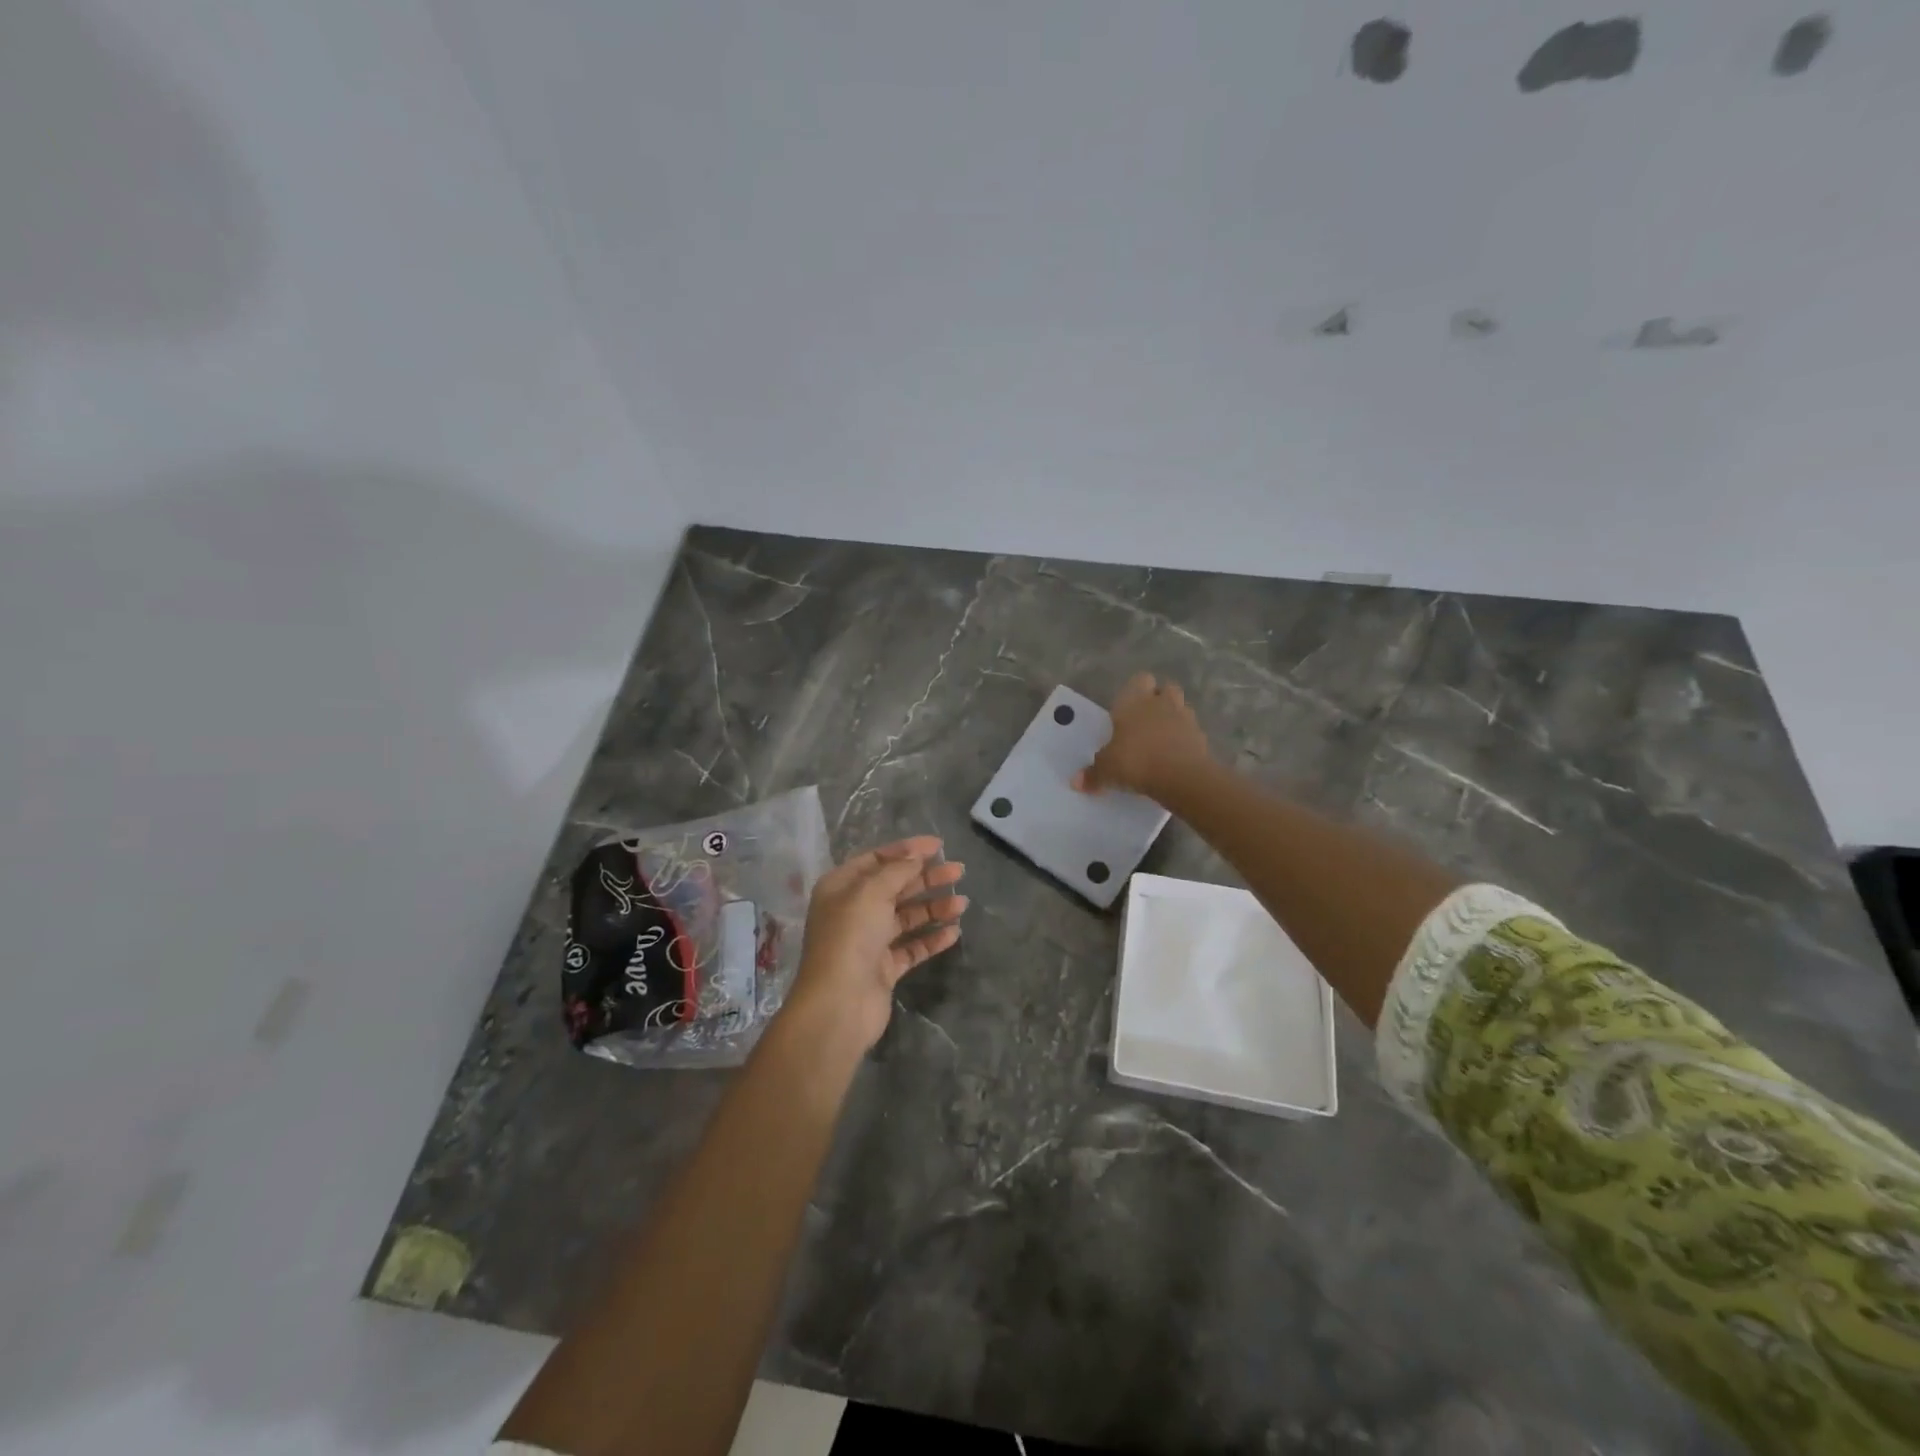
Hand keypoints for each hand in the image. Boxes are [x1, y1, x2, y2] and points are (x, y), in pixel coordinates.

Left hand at [784, 836, 966, 1054]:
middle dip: (926, 878)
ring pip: (906, 917)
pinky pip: (912, 947)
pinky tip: (953, 932)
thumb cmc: (850, 937)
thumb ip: (897, 870)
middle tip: (958, 872)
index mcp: (841, 887)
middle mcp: (853, 911)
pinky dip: (931, 938)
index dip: (907, 850)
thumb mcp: (872, 892)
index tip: (939, 846)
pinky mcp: (884, 968)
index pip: (877, 859)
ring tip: (963, 903)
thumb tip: (916, 857)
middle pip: (895, 887)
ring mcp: (869, 941)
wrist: (839, 1004)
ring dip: (934, 907)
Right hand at [1073, 672, 1211, 801]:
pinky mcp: (1201, 738)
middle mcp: (1161, 703)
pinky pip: (1191, 733)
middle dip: (1158, 700)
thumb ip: (1092, 774)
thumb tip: (1076, 782)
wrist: (1180, 776)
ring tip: (1160, 740)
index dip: (1135, 690)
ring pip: (1181, 708)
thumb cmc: (1135, 761)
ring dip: (1173, 719)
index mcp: (1135, 701)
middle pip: (1166, 688)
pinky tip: (1174, 757)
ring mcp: (1185, 718)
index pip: (1139, 680)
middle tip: (1145, 721)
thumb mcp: (1107, 770)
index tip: (1126, 708)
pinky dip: (1184, 741)